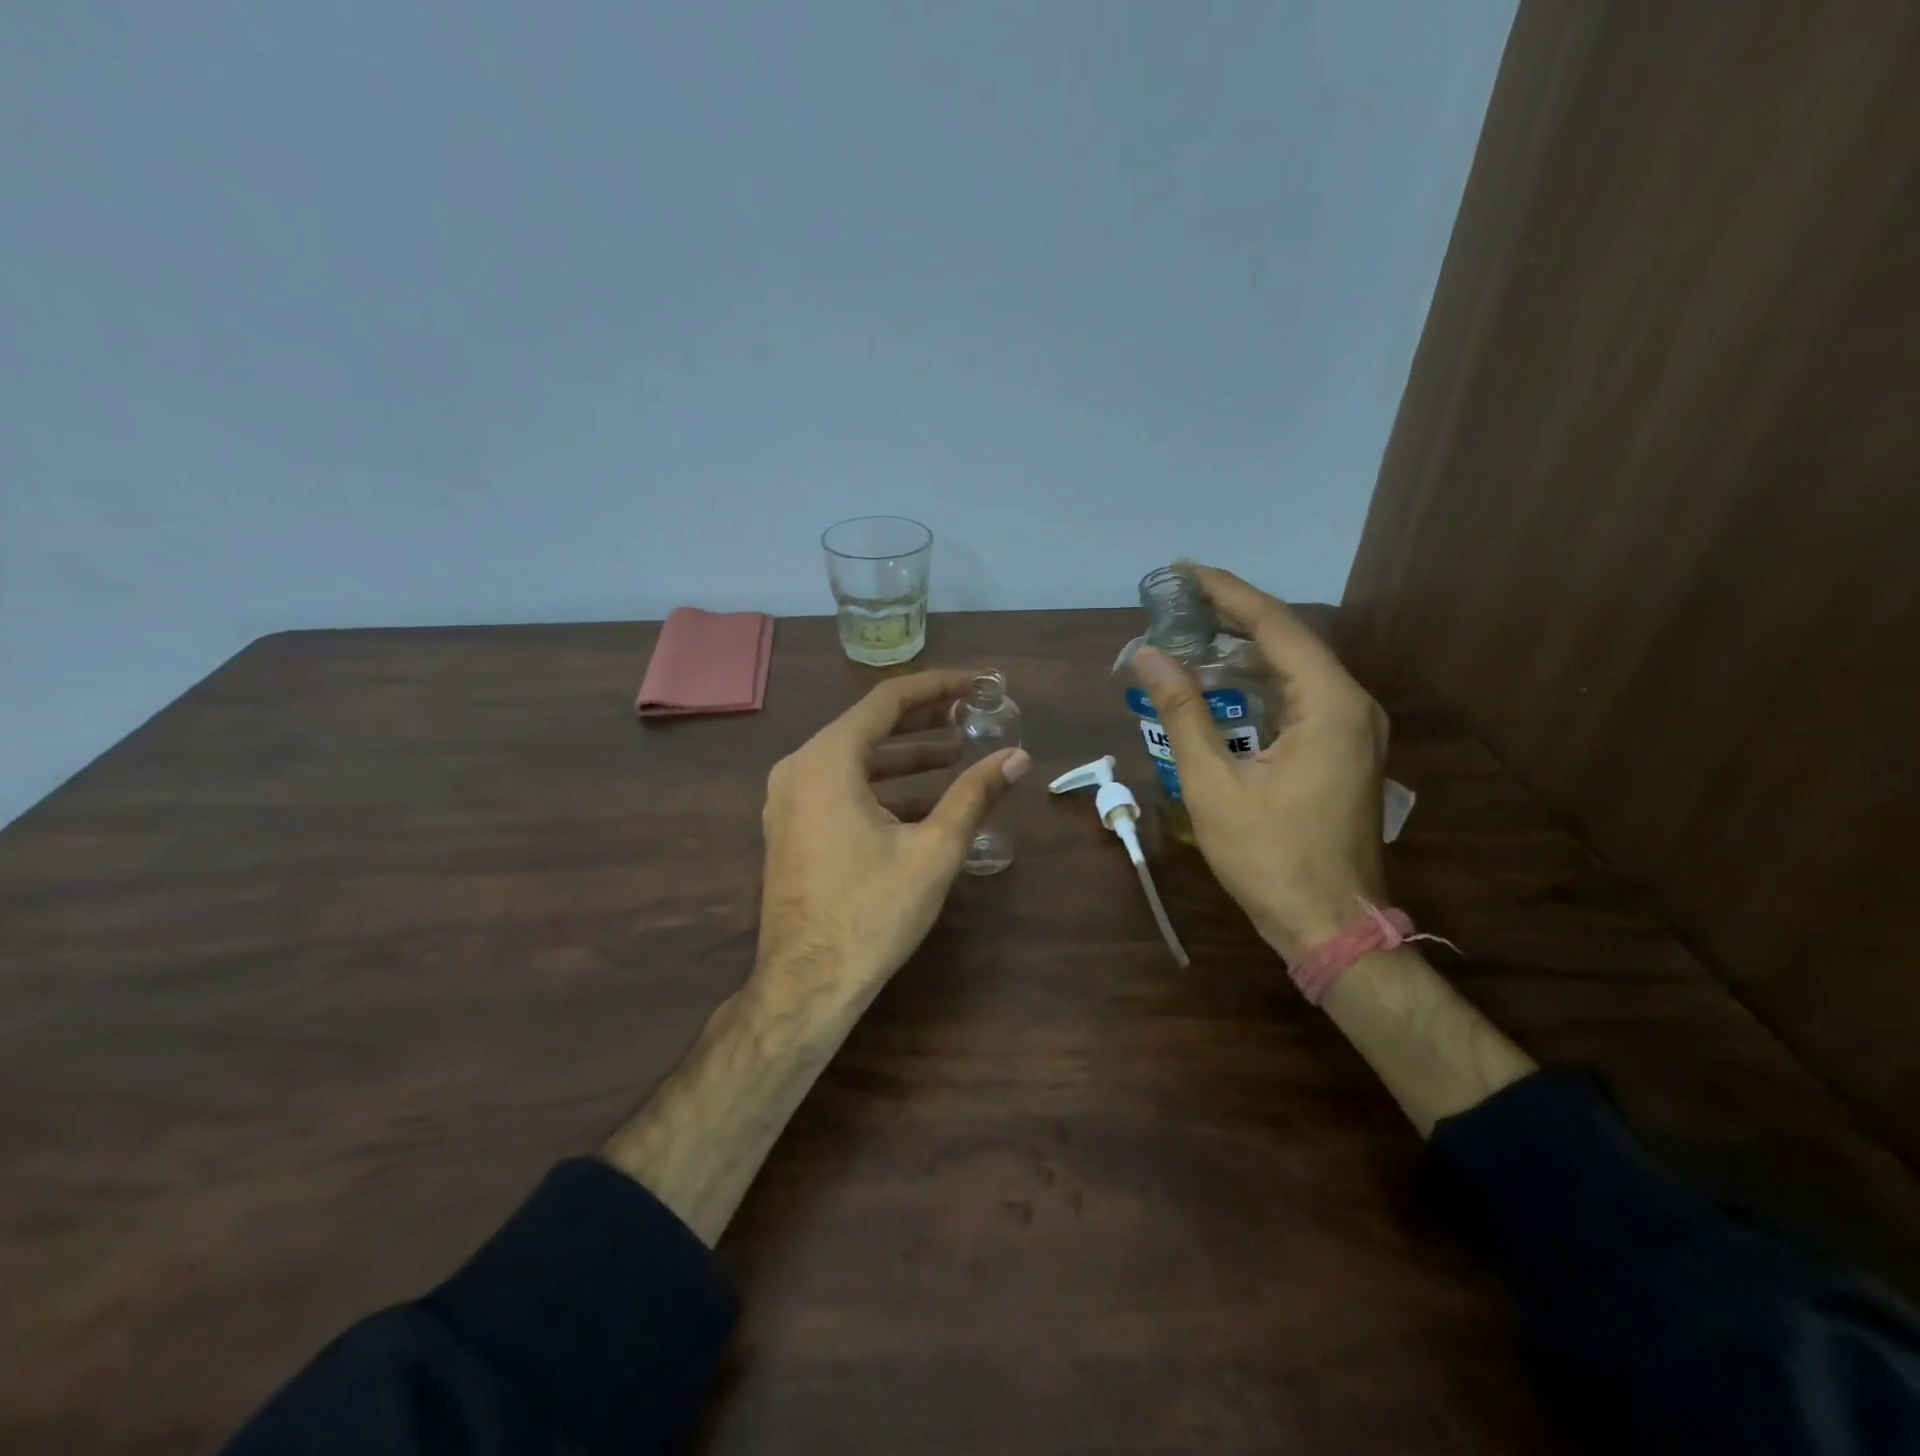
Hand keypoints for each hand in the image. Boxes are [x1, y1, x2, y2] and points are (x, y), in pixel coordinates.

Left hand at [753, 669, 1030, 1010]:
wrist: (807, 983)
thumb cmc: (871, 912)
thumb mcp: (934, 850)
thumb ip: (975, 795)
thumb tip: (1018, 757)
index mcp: (827, 761)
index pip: (886, 701)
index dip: (935, 687)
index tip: (974, 684)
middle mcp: (799, 769)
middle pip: (868, 726)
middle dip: (922, 720)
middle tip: (970, 714)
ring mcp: (789, 800)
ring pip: (855, 760)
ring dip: (905, 756)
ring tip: (956, 753)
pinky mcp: (792, 827)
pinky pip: (841, 788)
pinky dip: (882, 786)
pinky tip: (924, 800)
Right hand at [1133, 566, 1388, 961]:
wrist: (1329, 923)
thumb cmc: (1269, 856)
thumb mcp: (1213, 783)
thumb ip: (1182, 712)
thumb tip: (1148, 656)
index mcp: (1330, 704)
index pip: (1275, 626)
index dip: (1227, 593)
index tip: (1184, 570)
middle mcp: (1352, 704)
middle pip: (1289, 640)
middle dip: (1233, 616)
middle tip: (1179, 599)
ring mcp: (1353, 729)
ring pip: (1294, 669)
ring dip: (1244, 650)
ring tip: (1191, 631)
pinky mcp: (1343, 750)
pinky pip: (1298, 698)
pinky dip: (1258, 684)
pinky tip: (1220, 682)